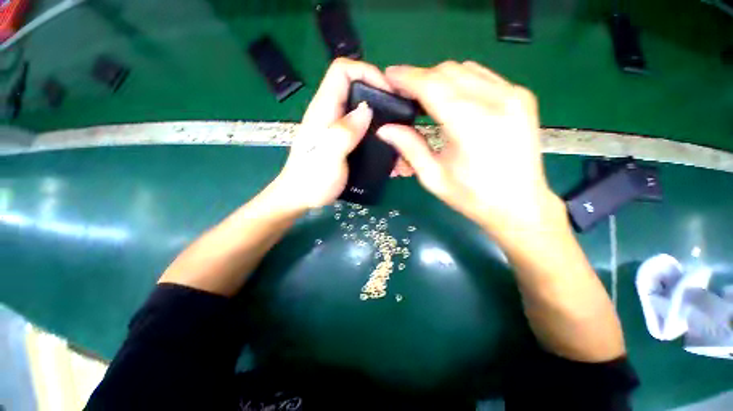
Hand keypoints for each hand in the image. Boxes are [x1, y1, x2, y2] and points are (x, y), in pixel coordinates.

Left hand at [272, 58, 395, 210]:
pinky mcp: (343, 141)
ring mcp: (337, 128)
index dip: (367, 72)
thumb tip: (367, 109)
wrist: (302, 197)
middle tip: (398, 116)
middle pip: (356, 88)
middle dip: (380, 96)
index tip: (388, 92)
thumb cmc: (311, 180)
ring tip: (398, 135)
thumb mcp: (328, 157)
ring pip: (362, 110)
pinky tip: (387, 149)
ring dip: (381, 118)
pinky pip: (363, 129)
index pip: (342, 70)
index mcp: (323, 110)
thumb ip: (344, 133)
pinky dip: (376, 134)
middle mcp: (331, 114)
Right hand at [377, 61, 561, 234]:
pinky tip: (452, 98)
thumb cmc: (473, 197)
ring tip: (424, 96)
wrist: (520, 205)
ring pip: (466, 69)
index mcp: (472, 125)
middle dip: (421, 77)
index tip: (389, 76)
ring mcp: (514, 95)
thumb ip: (409, 148)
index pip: (432, 86)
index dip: (407, 78)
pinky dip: (461, 81)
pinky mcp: (522, 97)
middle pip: (448, 71)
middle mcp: (497, 101)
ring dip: (440, 78)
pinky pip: (483, 76)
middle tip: (404, 92)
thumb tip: (385, 129)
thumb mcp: (434, 177)